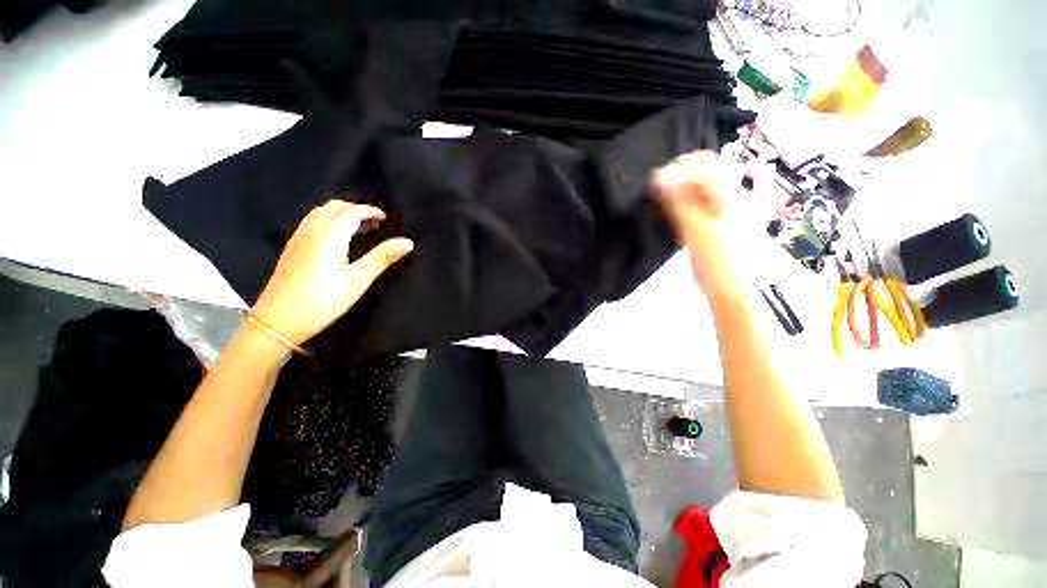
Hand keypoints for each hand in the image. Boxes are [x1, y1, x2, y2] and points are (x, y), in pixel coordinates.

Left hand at [251, 200, 413, 344]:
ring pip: (321, 213)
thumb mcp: (357, 281)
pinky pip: (311, 222)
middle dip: (357, 209)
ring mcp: (298, 238)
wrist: (277, 321)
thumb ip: (382, 258)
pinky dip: (329, 220)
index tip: (386, 219)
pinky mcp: (291, 248)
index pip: (351, 212)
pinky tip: (336, 238)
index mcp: (329, 236)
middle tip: (375, 223)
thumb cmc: (322, 302)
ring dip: (342, 214)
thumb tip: (408, 242)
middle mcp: (311, 231)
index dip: (370, 211)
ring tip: (359, 228)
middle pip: (334, 207)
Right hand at [654, 150, 745, 303]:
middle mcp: (733, 197)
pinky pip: (698, 207)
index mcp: (733, 195)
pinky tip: (672, 218)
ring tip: (662, 209)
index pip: (704, 165)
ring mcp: (726, 211)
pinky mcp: (717, 225)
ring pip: (698, 191)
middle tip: (659, 197)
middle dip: (678, 180)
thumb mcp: (697, 230)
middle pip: (703, 174)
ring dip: (677, 195)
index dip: (677, 169)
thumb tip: (659, 176)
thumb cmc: (719, 262)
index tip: (654, 183)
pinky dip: (682, 208)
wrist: (734, 294)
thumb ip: (679, 202)